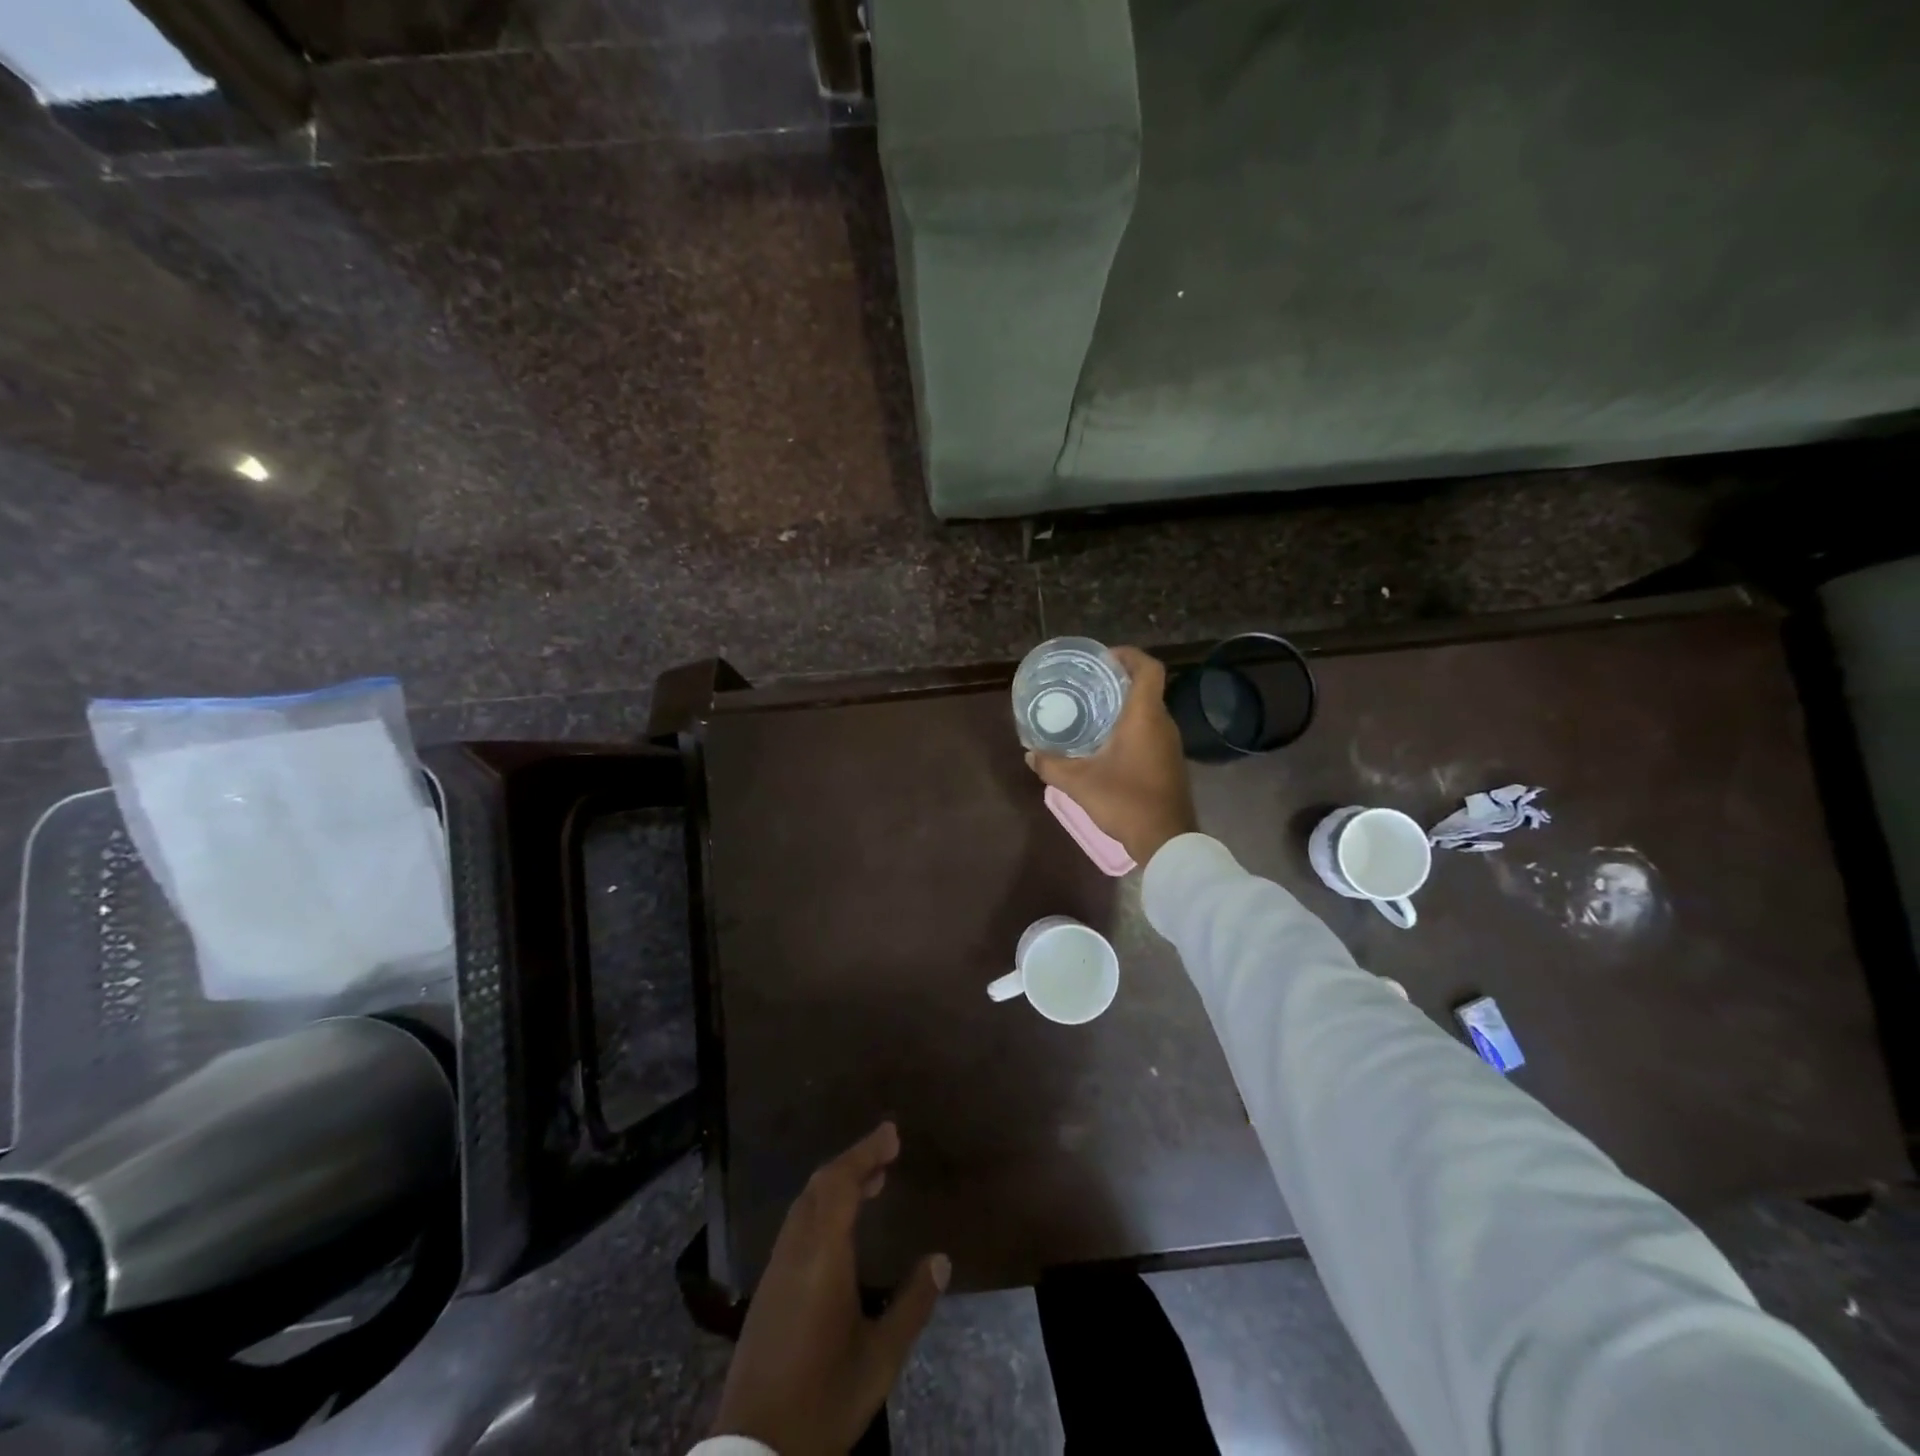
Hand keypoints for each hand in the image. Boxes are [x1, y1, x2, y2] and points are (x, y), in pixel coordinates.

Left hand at [710, 1123, 948, 1455]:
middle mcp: (795, 1250)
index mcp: (822, 1256)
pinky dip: (822, 1206)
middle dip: (853, 1161)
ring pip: (805, 1204)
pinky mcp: (767, 1290)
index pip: (841, 1182)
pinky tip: (839, 1226)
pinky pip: (797, 1225)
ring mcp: (776, 1269)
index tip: (891, 1132)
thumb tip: (941, 1261)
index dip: (866, 1151)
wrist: (755, 1451)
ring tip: (871, 1182)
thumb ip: (912, 1305)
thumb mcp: (880, 1359)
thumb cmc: (823, 1399)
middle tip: (887, 1152)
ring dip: (836, 1183)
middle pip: (820, 1185)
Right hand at [1026, 646, 1198, 864]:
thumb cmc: (1125, 801)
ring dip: (1124, 706)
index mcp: (1145, 717)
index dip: (1128, 655)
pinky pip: (1150, 731)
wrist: (1166, 839)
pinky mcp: (1169, 762)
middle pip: (1146, 688)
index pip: (1148, 668)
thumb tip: (1030, 753)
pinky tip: (1106, 742)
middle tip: (1087, 683)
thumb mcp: (1079, 783)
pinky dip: (1131, 726)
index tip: (1103, 658)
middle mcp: (1162, 723)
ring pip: (1148, 711)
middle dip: (1118, 680)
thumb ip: (1051, 765)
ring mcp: (1170, 744)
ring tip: (1091, 710)